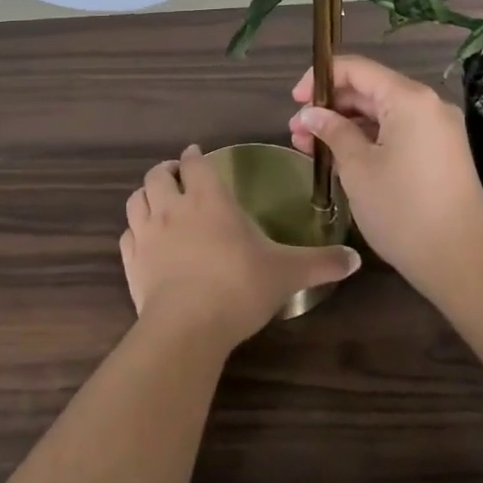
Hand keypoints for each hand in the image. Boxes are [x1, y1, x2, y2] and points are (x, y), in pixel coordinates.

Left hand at [121, 145, 359, 347]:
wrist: (188, 326)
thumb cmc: (239, 286)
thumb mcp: (287, 272)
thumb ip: (320, 263)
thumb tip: (356, 260)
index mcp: (209, 199)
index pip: (195, 164)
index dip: (194, 157)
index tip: (196, 156)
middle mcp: (174, 207)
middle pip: (158, 174)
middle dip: (166, 171)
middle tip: (176, 176)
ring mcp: (148, 233)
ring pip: (136, 199)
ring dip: (146, 194)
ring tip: (156, 200)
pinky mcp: (132, 261)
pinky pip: (126, 235)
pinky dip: (134, 230)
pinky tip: (143, 239)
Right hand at [289, 56, 482, 298]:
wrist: (463, 262)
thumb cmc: (403, 210)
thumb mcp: (358, 168)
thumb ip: (333, 131)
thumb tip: (311, 114)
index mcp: (409, 98)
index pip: (357, 69)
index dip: (320, 78)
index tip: (294, 101)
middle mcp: (427, 104)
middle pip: (369, 90)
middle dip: (330, 108)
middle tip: (297, 132)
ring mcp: (437, 129)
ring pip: (381, 114)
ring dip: (345, 126)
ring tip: (309, 148)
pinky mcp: (439, 152)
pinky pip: (396, 133)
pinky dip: (367, 140)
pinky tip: (339, 158)